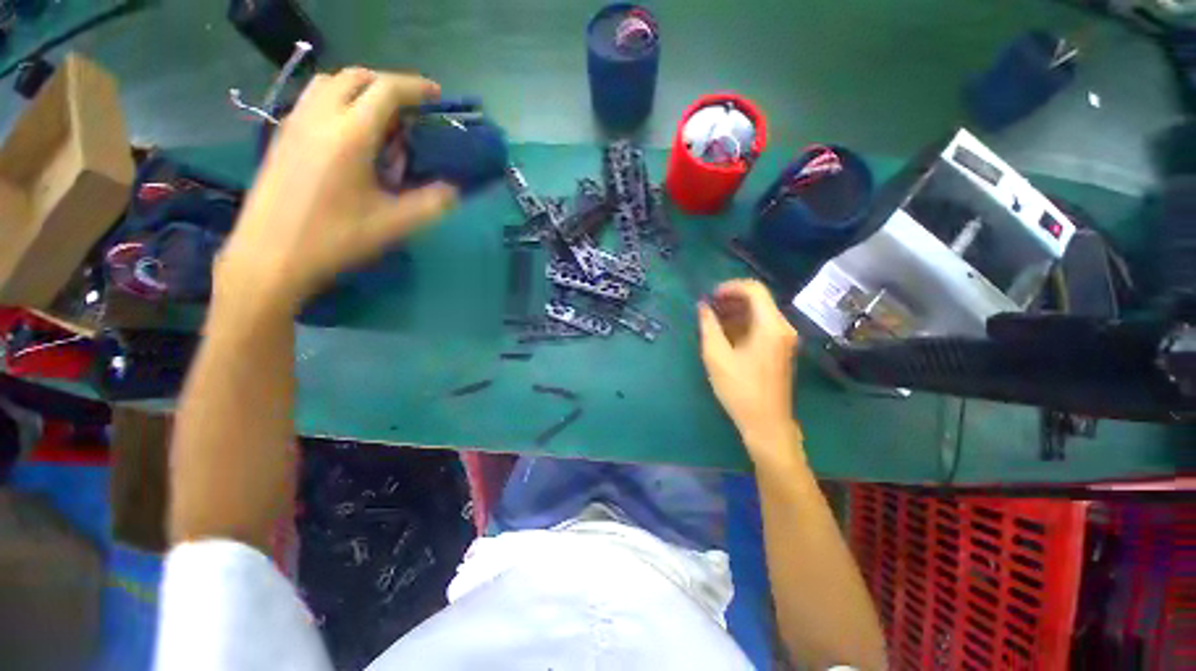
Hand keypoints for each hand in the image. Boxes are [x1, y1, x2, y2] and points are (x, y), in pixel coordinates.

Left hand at [215, 68, 457, 317]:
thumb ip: (426, 205)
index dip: (417, 87)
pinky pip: (307, 101)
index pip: (390, 87)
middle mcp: (323, 116)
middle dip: (385, 82)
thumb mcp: (384, 228)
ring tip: (363, 109)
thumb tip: (453, 191)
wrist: (264, 264)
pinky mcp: (278, 138)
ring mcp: (295, 124)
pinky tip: (331, 130)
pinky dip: (327, 100)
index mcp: (352, 131)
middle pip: (359, 76)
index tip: (433, 96)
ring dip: (353, 85)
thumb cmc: (324, 243)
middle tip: (399, 105)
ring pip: (328, 81)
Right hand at [698, 279, 801, 459]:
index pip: (754, 289)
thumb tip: (703, 307)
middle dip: (733, 300)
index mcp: (771, 325)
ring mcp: (786, 339)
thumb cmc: (741, 391)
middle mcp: (783, 327)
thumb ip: (709, 327)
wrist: (767, 424)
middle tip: (710, 309)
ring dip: (739, 313)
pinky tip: (729, 337)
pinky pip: (765, 327)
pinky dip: (747, 325)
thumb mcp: (717, 358)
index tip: (711, 297)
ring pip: (762, 313)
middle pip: (760, 300)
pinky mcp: (783, 350)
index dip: (730, 287)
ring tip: (715, 323)